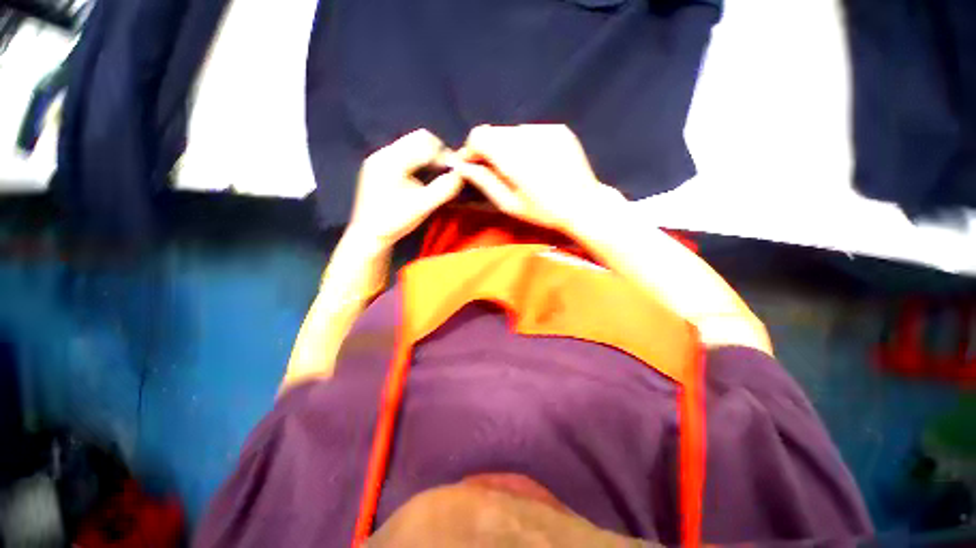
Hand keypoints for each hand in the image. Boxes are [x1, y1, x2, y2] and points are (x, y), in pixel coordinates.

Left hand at [346, 129, 463, 251]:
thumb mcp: (424, 206)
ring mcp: (378, 159)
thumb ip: (445, 188)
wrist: (368, 235)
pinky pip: (403, 155)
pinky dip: (417, 162)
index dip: (444, 154)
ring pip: (410, 146)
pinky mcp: (377, 167)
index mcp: (392, 160)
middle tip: (447, 172)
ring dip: (428, 156)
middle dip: (437, 152)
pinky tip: (422, 178)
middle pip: (417, 139)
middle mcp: (383, 153)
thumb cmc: (395, 221)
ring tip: (437, 175)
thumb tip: (462, 174)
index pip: (425, 141)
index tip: (455, 171)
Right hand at [447, 124, 622, 231]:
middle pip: (494, 132)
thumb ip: (484, 181)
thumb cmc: (543, 211)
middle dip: (488, 149)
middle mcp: (528, 136)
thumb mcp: (509, 204)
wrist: (584, 205)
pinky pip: (531, 131)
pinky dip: (525, 144)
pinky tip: (535, 162)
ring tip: (518, 169)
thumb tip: (461, 165)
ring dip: (507, 147)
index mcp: (513, 157)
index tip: (472, 165)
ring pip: (511, 131)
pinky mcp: (559, 129)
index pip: (479, 136)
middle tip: (494, 170)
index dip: (471, 149)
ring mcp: (546, 130)